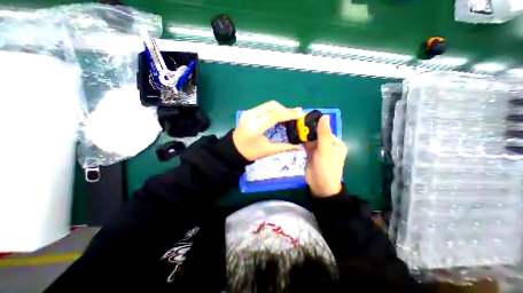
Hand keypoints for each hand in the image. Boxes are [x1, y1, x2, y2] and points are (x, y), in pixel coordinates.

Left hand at [233, 101, 302, 160]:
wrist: (233, 149)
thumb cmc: (250, 152)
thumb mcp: (268, 150)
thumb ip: (285, 146)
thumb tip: (300, 146)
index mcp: (255, 127)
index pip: (274, 115)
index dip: (289, 113)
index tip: (301, 113)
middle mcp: (250, 116)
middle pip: (273, 106)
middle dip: (286, 110)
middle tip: (295, 117)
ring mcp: (248, 112)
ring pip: (269, 105)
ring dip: (280, 109)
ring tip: (288, 118)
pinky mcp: (248, 111)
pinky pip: (265, 107)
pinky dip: (274, 110)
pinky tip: (279, 117)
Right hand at [302, 116, 346, 197]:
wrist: (319, 186)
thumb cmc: (326, 168)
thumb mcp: (326, 150)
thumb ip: (324, 134)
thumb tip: (325, 116)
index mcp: (335, 142)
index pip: (325, 129)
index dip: (315, 123)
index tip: (303, 117)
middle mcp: (327, 144)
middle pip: (317, 133)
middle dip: (307, 129)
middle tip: (295, 122)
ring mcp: (318, 149)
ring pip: (310, 138)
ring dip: (303, 134)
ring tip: (293, 126)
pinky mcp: (310, 153)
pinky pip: (305, 144)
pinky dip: (300, 140)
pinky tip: (294, 134)